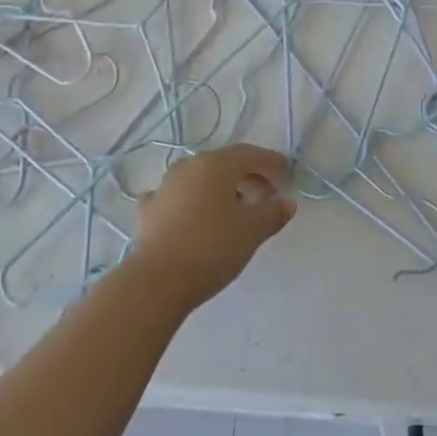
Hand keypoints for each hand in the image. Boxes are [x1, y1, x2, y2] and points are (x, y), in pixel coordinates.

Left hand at [131, 144, 296, 309]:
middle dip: (248, 177)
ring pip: (200, 180)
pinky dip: (192, 203)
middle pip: (224, 165)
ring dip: (220, 190)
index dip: (269, 162)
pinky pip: (177, 199)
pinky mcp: (149, 212)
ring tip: (235, 211)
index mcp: (215, 164)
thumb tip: (287, 203)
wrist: (157, 281)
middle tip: (266, 197)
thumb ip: (273, 213)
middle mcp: (188, 167)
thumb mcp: (253, 230)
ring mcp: (164, 188)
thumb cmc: (212, 247)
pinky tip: (195, 217)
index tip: (285, 172)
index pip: (249, 154)